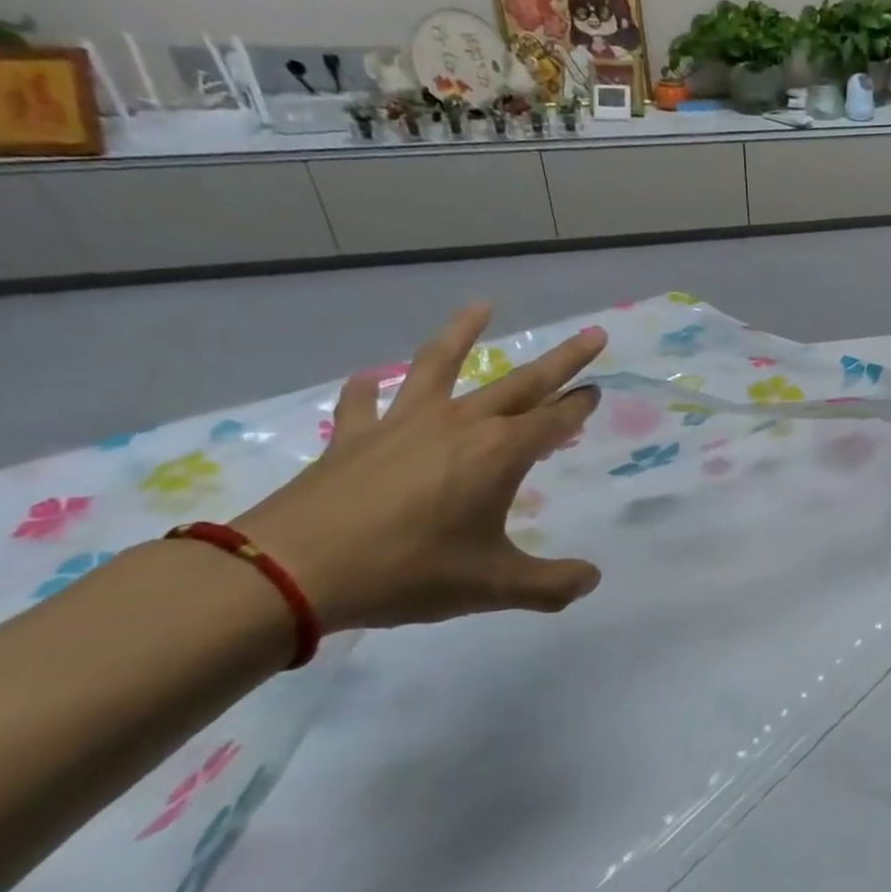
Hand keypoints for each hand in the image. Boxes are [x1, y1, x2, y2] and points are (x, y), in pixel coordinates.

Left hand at [231, 304, 605, 631]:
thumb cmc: (408, 571)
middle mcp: (461, 424)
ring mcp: (404, 422)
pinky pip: (365, 401)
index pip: (555, 420)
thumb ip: (550, 585)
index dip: (580, 407)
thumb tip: (591, 580)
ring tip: (483, 305)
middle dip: (563, 358)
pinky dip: (370, 387)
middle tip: (593, 334)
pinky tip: (372, 378)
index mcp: (500, 453)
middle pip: (523, 381)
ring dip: (464, 332)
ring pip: (441, 363)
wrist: (294, 570)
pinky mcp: (355, 435)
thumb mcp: (492, 586)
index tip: (596, 391)